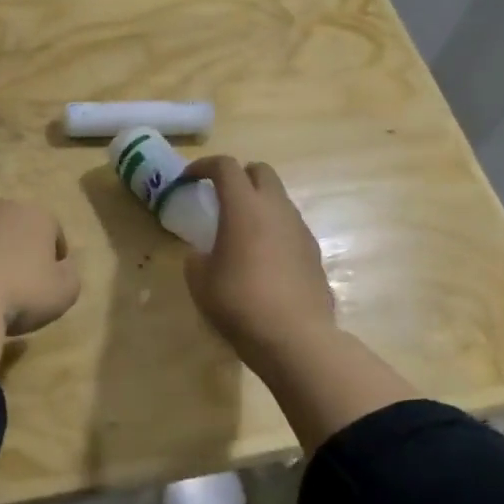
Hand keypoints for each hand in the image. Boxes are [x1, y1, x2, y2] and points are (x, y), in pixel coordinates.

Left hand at [0, 198, 80, 334]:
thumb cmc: (21, 292)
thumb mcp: (64, 292)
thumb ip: (70, 275)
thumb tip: (64, 267)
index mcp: (36, 215)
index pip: (53, 230)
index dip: (55, 254)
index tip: (52, 278)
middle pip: (14, 226)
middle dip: (17, 247)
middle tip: (18, 281)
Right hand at [182, 157, 335, 371]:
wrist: (295, 338)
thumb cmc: (239, 303)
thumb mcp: (200, 281)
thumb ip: (196, 257)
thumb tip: (201, 254)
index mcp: (244, 207)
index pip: (225, 166)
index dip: (203, 166)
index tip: (189, 179)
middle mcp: (276, 208)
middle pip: (261, 171)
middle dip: (239, 176)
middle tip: (221, 198)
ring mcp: (299, 228)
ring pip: (279, 198)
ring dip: (259, 203)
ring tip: (241, 231)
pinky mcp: (314, 251)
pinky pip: (290, 226)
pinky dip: (274, 228)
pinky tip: (263, 258)